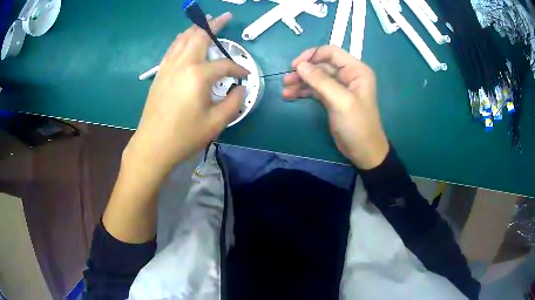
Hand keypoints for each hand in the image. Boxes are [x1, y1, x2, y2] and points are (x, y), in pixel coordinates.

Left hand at [125, 12, 248, 178]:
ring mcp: (168, 67)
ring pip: (183, 38)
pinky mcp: (160, 73)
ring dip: (196, 28)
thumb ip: (234, 102)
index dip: (238, 70)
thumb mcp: (216, 123)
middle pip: (200, 36)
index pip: (225, 65)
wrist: (153, 145)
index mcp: (199, 75)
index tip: (245, 77)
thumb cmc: (184, 136)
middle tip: (225, 17)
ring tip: (205, 20)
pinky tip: (185, 38)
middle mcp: (183, 64)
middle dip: (215, 24)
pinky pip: (172, 48)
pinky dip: (181, 39)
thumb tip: (241, 89)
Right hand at [283, 46, 388, 169]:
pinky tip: (290, 96)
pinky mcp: (332, 99)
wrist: (363, 151)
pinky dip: (303, 91)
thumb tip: (300, 65)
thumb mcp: (340, 101)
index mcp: (356, 70)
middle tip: (286, 80)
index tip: (295, 65)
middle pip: (321, 65)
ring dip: (300, 82)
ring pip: (316, 77)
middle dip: (303, 71)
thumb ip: (321, 81)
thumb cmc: (357, 125)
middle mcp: (348, 75)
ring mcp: (340, 87)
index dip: (312, 55)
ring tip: (285, 90)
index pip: (331, 52)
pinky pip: (316, 89)